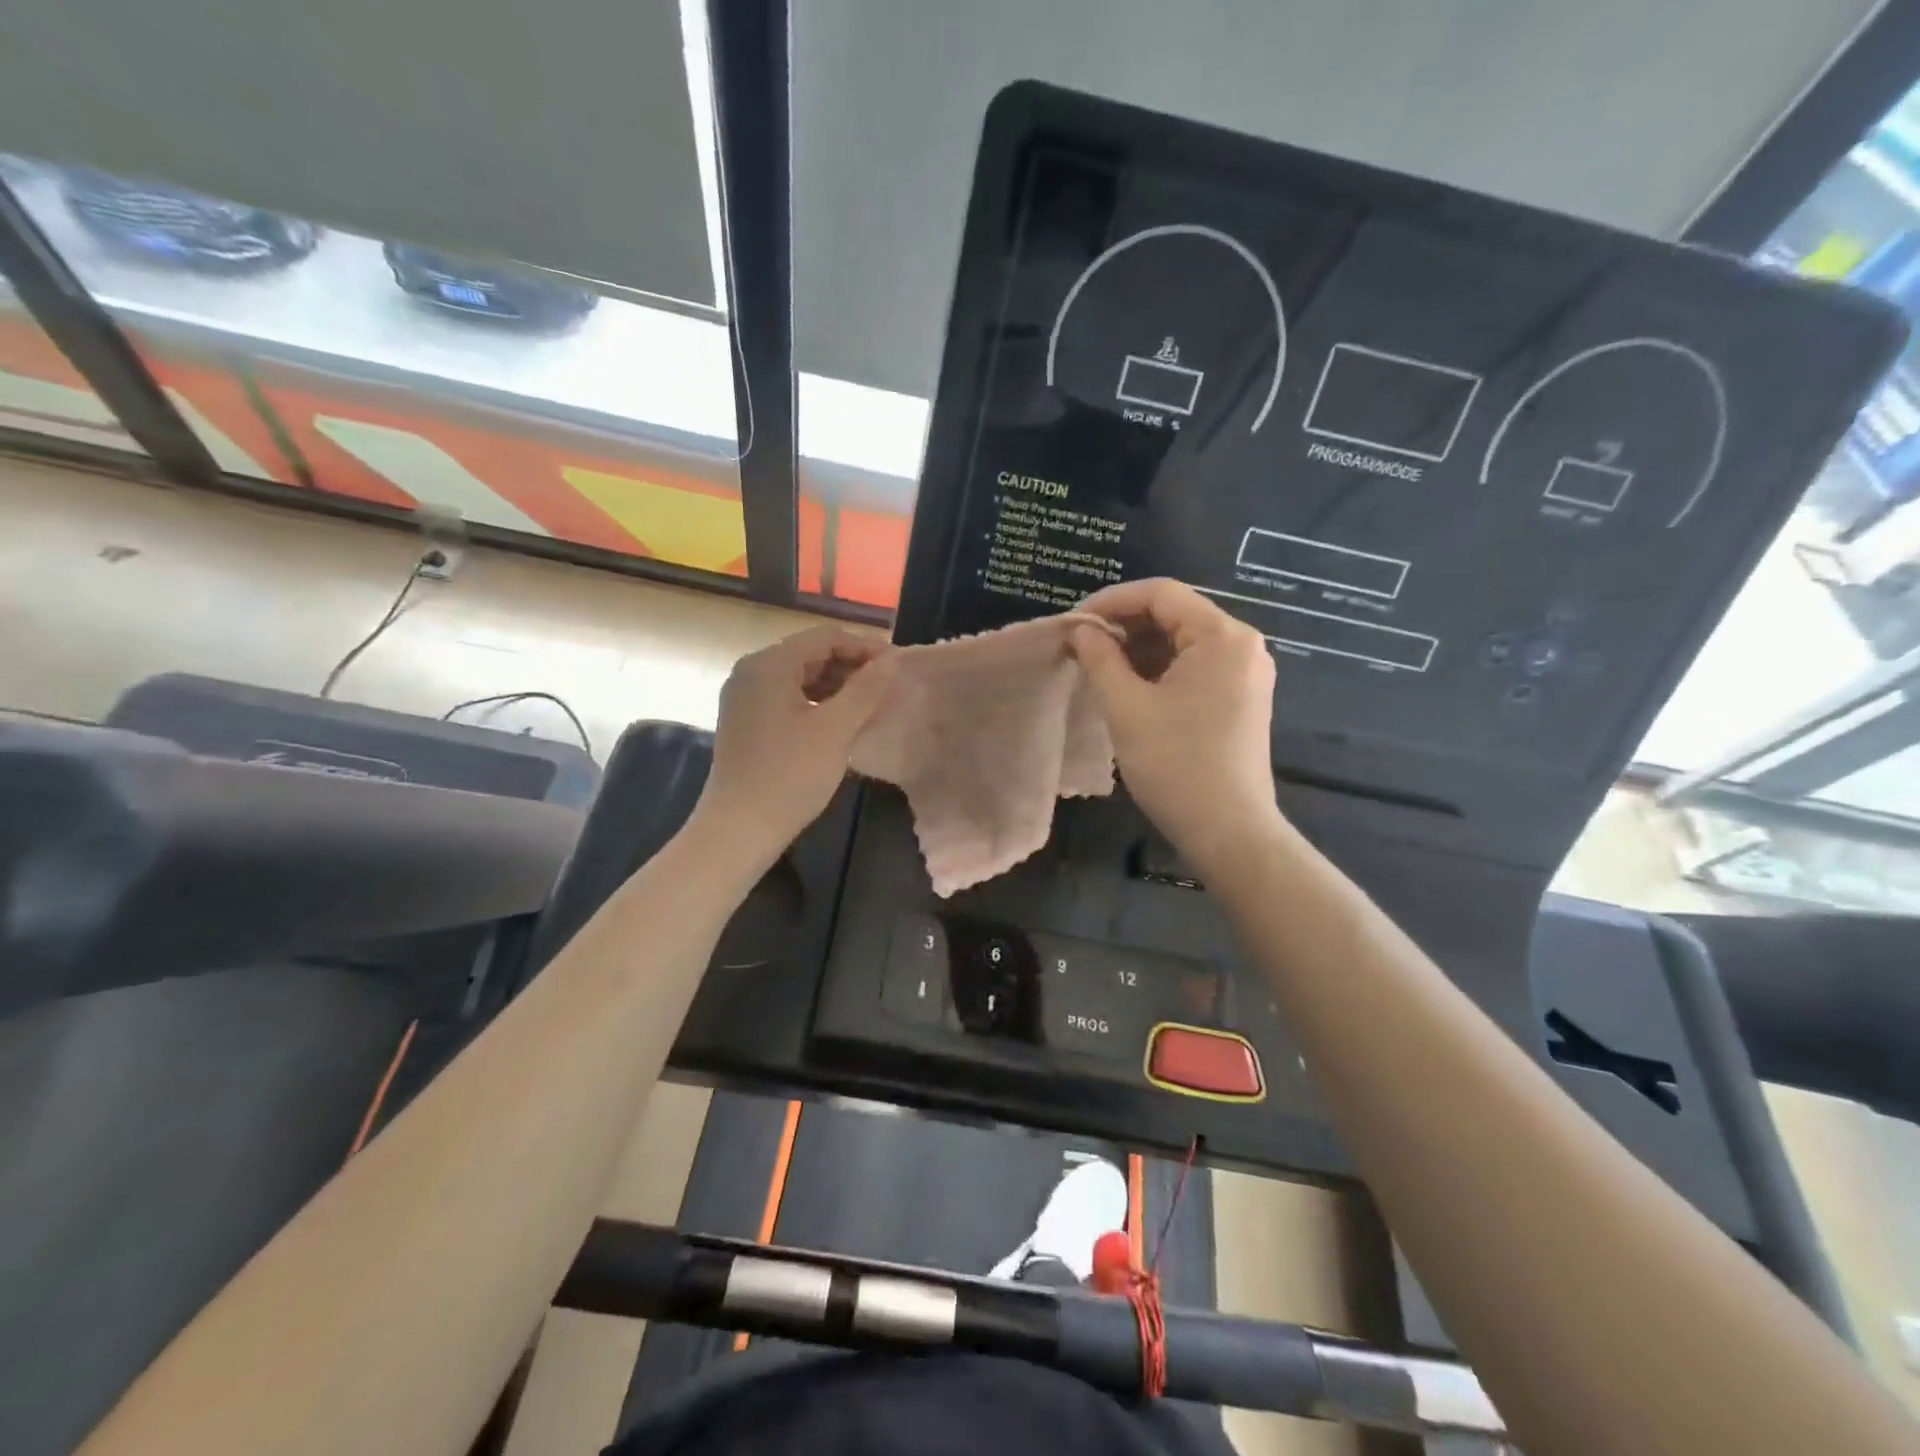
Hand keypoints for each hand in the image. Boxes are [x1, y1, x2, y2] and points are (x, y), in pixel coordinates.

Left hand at [693, 625, 894, 863]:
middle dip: (852, 667)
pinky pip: (788, 699)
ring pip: (801, 678)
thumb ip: (866, 689)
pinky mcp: (746, 722)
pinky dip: (818, 704)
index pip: (826, 638)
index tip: (899, 667)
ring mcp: (745, 698)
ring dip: (837, 687)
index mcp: (768, 664)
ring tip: (871, 706)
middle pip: (811, 654)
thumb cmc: (790, 775)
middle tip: (889, 688)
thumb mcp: (836, 730)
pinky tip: (842, 723)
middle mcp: (751, 672)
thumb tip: (893, 660)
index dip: (866, 648)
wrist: (739, 829)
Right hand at [1070, 579, 1282, 875]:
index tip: (1073, 622)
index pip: (1161, 594)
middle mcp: (1242, 646)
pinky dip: (1158, 669)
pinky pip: (1194, 667)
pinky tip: (1128, 686)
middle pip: (1175, 614)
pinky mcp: (1241, 698)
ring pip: (1182, 642)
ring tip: (1097, 666)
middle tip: (1080, 646)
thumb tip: (1081, 630)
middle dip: (1124, 625)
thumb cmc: (1176, 765)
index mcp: (1223, 637)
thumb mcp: (1127, 707)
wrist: (1229, 831)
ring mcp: (1245, 673)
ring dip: (1138, 648)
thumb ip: (1101, 658)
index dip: (1111, 600)